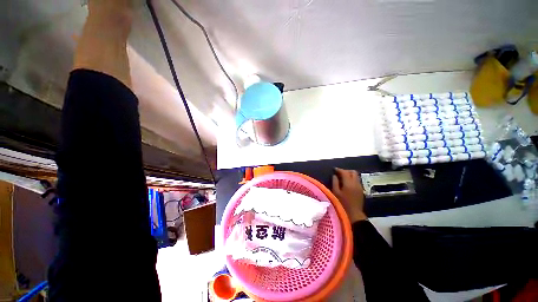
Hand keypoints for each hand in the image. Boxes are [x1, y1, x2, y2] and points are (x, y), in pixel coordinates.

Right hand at [332, 168, 366, 222]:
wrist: (354, 214)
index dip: (339, 169)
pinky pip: (357, 181)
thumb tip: (335, 175)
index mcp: (349, 183)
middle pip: (352, 172)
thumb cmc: (342, 203)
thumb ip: (335, 182)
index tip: (334, 169)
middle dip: (345, 171)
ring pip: (356, 176)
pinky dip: (352, 179)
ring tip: (342, 178)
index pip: (344, 172)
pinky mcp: (361, 190)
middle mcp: (356, 183)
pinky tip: (346, 183)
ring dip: (349, 175)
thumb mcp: (335, 192)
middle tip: (339, 173)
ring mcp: (359, 186)